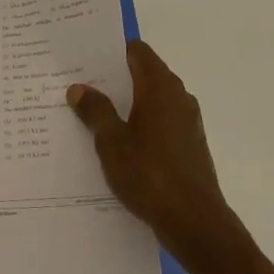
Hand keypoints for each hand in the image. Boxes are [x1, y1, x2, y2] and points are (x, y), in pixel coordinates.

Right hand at [68, 40, 238, 262]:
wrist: (194, 222)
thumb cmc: (149, 174)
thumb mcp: (111, 142)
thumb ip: (95, 111)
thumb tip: (79, 88)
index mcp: (160, 87)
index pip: (137, 52)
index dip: (112, 51)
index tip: (85, 57)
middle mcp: (178, 97)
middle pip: (144, 75)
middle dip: (114, 78)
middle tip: (80, 85)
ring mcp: (187, 123)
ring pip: (151, 101)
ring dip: (126, 104)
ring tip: (92, 114)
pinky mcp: (189, 146)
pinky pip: (160, 124)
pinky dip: (140, 125)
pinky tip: (118, 144)